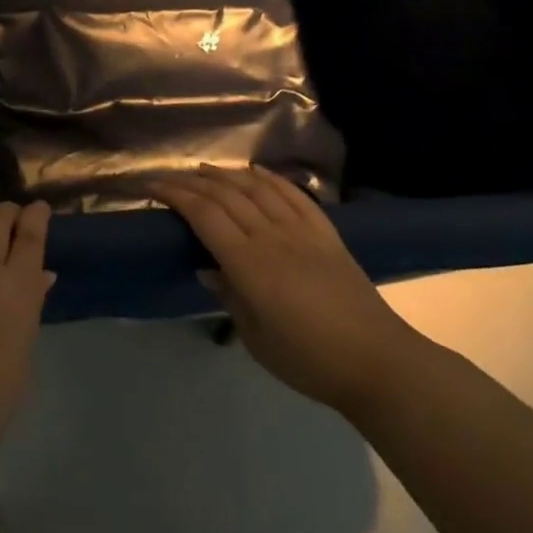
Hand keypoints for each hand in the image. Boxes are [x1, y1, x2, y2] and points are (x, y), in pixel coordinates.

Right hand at [154, 166, 424, 416]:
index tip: (154, 186)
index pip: (204, 215)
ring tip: (205, 171)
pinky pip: (294, 194)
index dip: (176, 195)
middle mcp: (272, 236)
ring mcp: (302, 230)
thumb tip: (208, 268)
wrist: (378, 361)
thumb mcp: (256, 338)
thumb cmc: (309, 359)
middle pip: (226, 195)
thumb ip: (229, 296)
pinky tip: (255, 172)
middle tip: (169, 177)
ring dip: (227, 175)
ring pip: (257, 187)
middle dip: (193, 182)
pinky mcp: (326, 232)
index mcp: (250, 263)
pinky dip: (270, 178)